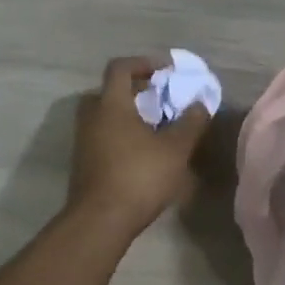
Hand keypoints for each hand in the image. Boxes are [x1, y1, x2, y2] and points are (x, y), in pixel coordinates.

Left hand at [68, 57, 212, 236]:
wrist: (100, 221)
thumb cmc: (139, 176)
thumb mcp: (175, 148)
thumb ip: (190, 122)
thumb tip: (201, 103)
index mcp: (111, 105)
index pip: (120, 68)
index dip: (144, 63)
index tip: (167, 70)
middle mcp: (92, 117)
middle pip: (109, 90)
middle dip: (135, 89)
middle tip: (158, 97)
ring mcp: (84, 141)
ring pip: (105, 114)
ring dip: (129, 113)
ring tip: (156, 125)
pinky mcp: (84, 162)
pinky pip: (103, 134)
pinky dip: (121, 132)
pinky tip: (143, 150)